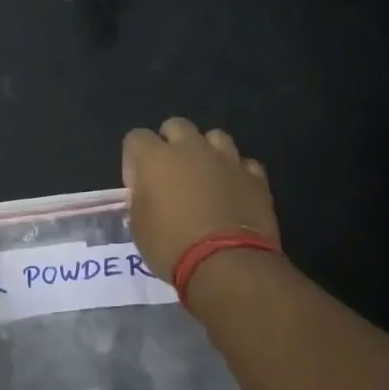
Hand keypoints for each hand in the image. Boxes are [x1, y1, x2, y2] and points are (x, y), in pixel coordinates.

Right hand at [122, 117, 278, 278]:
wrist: (226, 263)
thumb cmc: (171, 245)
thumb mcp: (138, 225)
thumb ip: (141, 198)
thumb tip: (147, 192)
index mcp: (155, 158)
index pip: (136, 137)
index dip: (134, 158)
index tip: (137, 183)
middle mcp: (191, 149)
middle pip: (177, 126)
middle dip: (170, 142)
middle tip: (170, 173)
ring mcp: (227, 160)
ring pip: (215, 137)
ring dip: (206, 151)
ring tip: (205, 176)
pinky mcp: (255, 177)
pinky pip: (243, 163)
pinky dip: (236, 173)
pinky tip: (233, 191)